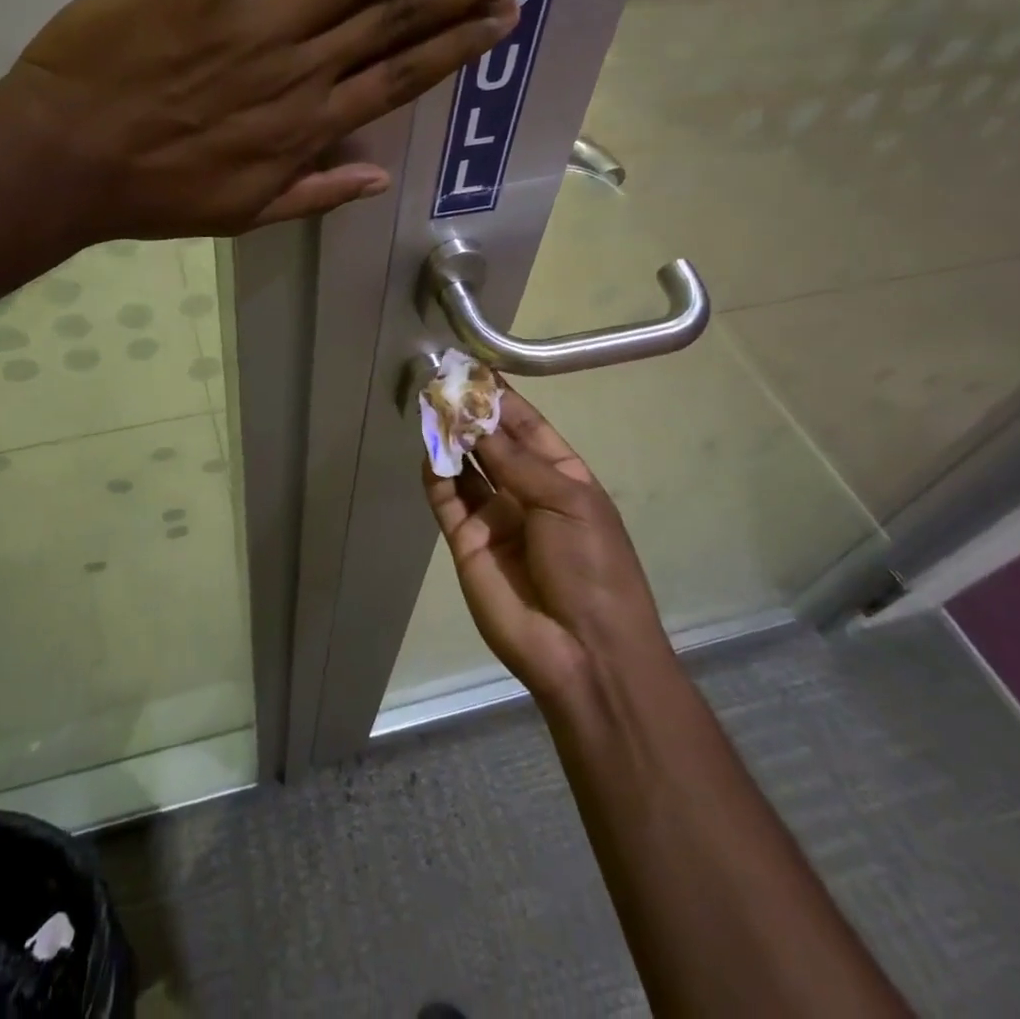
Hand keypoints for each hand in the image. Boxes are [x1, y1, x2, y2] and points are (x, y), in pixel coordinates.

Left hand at [0, 0, 557, 238]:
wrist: (65, 159)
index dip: (458, 44)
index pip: (401, 78)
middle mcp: (300, 71)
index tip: (507, 14)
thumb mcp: (240, 215)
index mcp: (306, 129)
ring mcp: (258, 21)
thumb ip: (312, 194)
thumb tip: (376, 177)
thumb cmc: (152, 193)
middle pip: (401, 18)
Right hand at [423, 389, 669, 706]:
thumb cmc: (592, 566)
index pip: (526, 427)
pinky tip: (428, 450)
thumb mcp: (566, 501)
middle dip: (470, 414)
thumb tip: (476, 420)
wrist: (583, 651)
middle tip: (441, 381)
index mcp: (562, 477)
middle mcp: (525, 491)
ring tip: (429, 407)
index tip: (474, 368)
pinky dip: (435, 475)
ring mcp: (493, 517)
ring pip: (464, 467)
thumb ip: (515, 460)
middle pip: (491, 443)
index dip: (502, 398)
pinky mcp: (465, 541)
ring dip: (449, 439)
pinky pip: (446, 500)